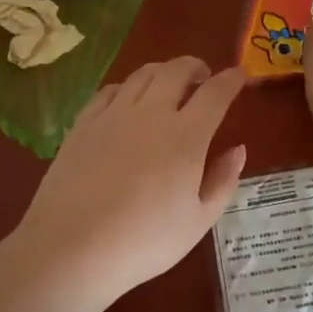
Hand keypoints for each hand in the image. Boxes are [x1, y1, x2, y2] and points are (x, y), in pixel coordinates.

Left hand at [13, 57, 247, 304]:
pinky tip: (128, 99)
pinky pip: (111, 89)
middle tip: (203, 76)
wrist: (72, 246)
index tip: (240, 74)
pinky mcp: (85, 121)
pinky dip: (128, 87)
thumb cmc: (144, 241)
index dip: (231, 79)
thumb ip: (223, 182)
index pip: (215, 93)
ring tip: (169, 83)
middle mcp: (152, 113)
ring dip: (163, 71)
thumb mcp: (198, 222)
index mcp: (187, 136)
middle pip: (177, 70)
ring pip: (143, 74)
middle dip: (195, 66)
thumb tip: (238, 150)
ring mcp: (115, 113)